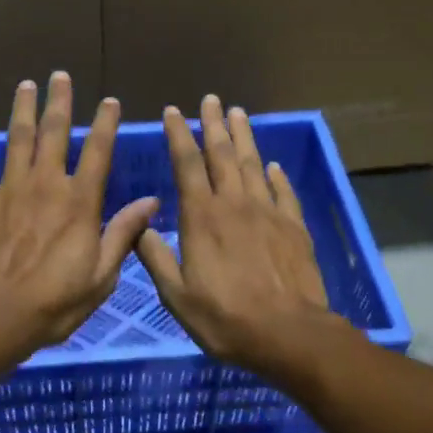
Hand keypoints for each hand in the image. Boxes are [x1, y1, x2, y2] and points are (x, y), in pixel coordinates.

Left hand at [0, 72, 160, 354]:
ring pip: (17, 140)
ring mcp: (9, 190)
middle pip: (54, 133)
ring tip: (26, 85)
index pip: (98, 152)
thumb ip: (123, 234)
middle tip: (59, 76)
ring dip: (22, 111)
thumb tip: (150, 202)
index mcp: (79, 202)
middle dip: (59, 102)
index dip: (105, 124)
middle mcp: (45, 185)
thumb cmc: (54, 302)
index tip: (110, 101)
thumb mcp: (101, 275)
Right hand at [134, 95, 332, 374]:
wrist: (288, 334)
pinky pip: (283, 192)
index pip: (186, 165)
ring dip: (244, 137)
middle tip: (211, 99)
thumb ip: (156, 258)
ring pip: (254, 164)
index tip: (173, 111)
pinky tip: (272, 165)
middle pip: (223, 154)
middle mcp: (234, 205)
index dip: (178, 135)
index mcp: (201, 218)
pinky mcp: (294, 227)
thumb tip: (138, 226)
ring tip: (239, 113)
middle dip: (214, 125)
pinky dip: (276, 175)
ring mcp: (268, 213)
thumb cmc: (225, 318)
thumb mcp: (176, 295)